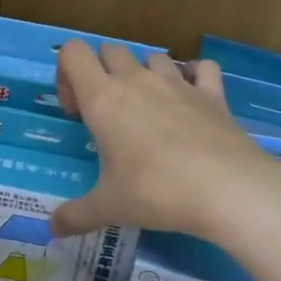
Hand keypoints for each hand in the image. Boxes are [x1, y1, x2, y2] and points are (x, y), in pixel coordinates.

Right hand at [50, 42, 280, 243]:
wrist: (227, 189)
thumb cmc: (157, 192)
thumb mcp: (109, 207)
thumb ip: (75, 215)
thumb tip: (53, 229)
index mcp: (103, 98)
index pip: (73, 53)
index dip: (66, 75)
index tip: (77, 113)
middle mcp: (138, 80)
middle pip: (110, 51)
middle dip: (102, 73)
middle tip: (107, 115)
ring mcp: (178, 82)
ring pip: (152, 56)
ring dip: (144, 74)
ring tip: (148, 111)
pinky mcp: (212, 93)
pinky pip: (200, 68)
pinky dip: (193, 76)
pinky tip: (191, 100)